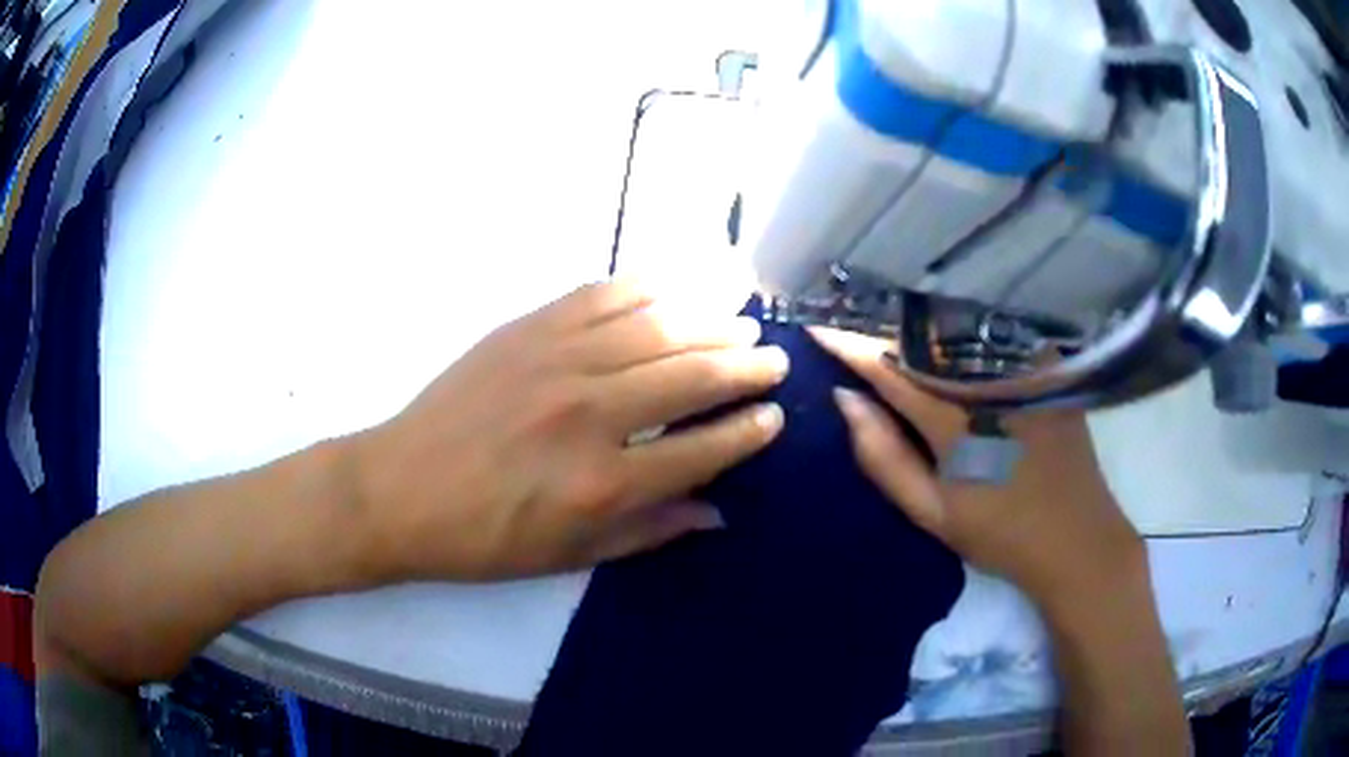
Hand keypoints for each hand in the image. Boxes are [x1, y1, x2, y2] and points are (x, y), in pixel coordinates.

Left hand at [348, 282, 787, 582]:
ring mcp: (557, 362)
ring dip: (710, 321)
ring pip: (657, 328)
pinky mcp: (527, 329)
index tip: (773, 417)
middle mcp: (590, 414)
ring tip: (741, 322)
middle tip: (772, 359)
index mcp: (602, 485)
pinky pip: (601, 295)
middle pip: (692, 376)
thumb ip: (649, 531)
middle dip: (745, 366)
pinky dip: (647, 286)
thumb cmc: (483, 538)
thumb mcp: (568, 556)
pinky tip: (675, 287)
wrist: (399, 490)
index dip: (747, 431)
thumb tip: (717, 512)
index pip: (702, 449)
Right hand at [810, 327, 1144, 611]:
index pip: (891, 368)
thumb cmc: (1001, 534)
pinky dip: (960, 330)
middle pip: (924, 339)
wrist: (1077, 539)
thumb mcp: (933, 513)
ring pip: (959, 330)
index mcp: (959, 421)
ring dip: (918, 323)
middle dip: (880, 327)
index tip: (817, 328)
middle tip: (847, 321)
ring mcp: (1024, 370)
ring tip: (885, 319)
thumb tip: (845, 400)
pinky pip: (994, 335)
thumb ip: (884, 457)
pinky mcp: (1047, 368)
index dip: (851, 346)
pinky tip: (944, 330)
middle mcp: (991, 381)